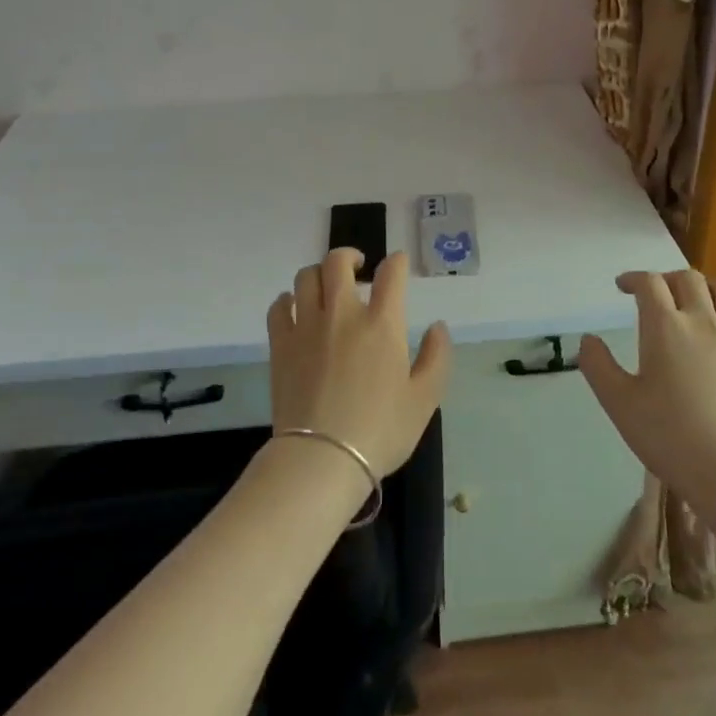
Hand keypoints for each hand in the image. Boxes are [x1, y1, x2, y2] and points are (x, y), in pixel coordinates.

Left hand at [266, 249, 450, 475]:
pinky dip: (287, 300)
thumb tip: (437, 327)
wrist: (321, 460)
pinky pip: (278, 306)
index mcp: (381, 323)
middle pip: (338, 262)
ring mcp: (306, 327)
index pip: (390, 273)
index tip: (398, 264)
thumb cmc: (380, 430)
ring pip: (306, 277)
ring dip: (319, 274)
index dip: (397, 262)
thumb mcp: (425, 399)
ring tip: (327, 287)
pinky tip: (294, 308)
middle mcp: (342, 314)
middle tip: (358, 267)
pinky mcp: (280, 345)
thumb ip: (436, 357)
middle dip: (350, 256)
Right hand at [577, 270, 715, 496]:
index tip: (623, 287)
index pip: (649, 283)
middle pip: (688, 279)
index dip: (634, 279)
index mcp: (664, 326)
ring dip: (710, 286)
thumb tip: (588, 340)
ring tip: (700, 301)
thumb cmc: (668, 435)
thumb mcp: (618, 403)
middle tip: (658, 296)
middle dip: (669, 279)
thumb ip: (597, 366)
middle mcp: (703, 320)